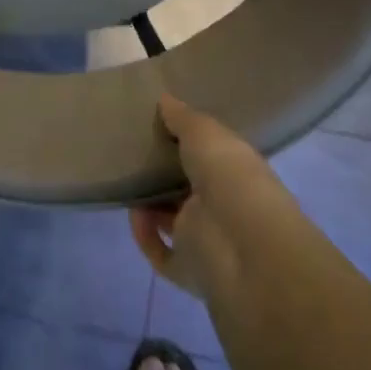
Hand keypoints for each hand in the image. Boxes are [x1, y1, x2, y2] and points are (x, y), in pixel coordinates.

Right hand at [130, 94, 279, 300]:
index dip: (189, 142)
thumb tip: (164, 99)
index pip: (212, 155)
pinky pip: (161, 254)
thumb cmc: (231, 179)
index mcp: (235, 171)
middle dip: (165, 174)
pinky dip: (145, 237)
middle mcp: (223, 205)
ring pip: (174, 221)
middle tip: (134, 154)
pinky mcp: (188, 270)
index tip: (160, 126)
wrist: (243, 247)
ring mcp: (207, 240)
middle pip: (189, 188)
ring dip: (151, 205)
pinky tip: (134, 215)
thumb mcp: (206, 134)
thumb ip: (183, 118)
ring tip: (127, 182)